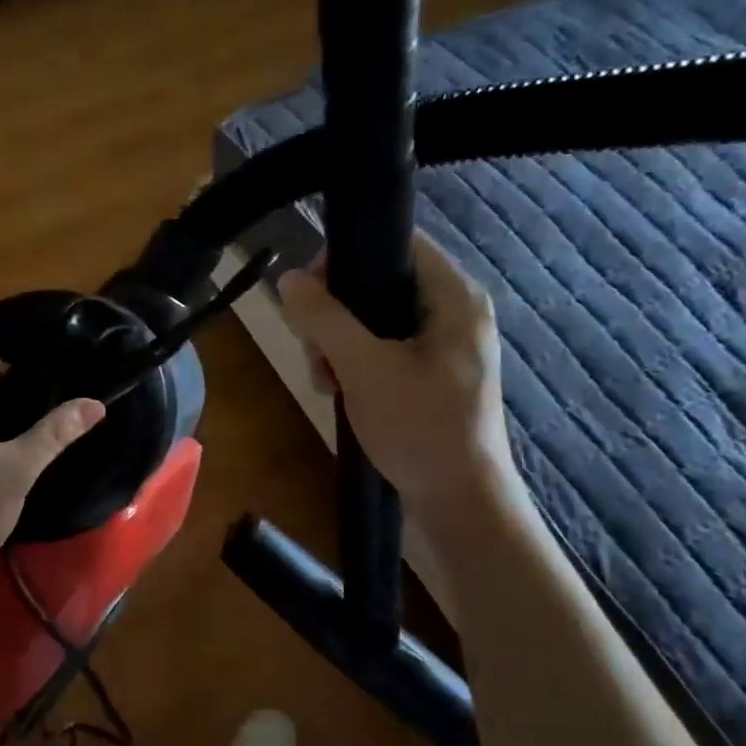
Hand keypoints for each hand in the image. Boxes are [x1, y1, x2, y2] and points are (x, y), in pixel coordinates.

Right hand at [279, 230, 522, 546]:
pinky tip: (339, 391)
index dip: (348, 256)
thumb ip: (324, 319)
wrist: (458, 502)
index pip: (398, 242)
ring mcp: (444, 345)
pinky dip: (356, 364)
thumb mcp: (363, 368)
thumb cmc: (419, 427)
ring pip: (375, 320)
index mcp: (455, 296)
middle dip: (336, 314)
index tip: (309, 290)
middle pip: (380, 283)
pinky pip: (384, 349)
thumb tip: (287, 277)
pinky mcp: (432, 374)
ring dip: (339, 345)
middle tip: (314, 350)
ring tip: (325, 380)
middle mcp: (454, 312)